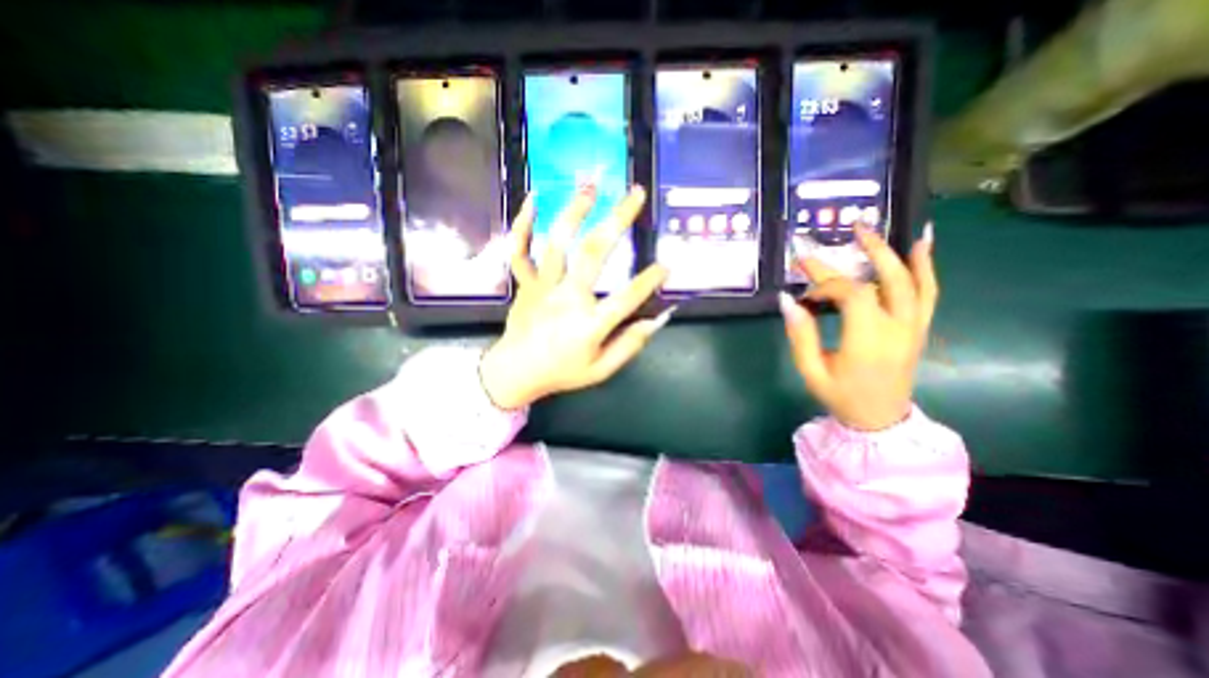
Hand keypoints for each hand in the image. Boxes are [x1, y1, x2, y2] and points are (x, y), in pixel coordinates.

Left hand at [480, 184, 669, 409]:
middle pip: (593, 254)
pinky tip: (534, 201)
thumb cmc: (562, 371)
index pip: (626, 299)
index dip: (649, 281)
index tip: (667, 265)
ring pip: (557, 243)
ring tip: (591, 185)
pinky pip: (519, 251)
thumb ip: (629, 345)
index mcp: (588, 325)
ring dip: (574, 211)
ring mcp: (542, 287)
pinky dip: (523, 224)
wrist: (515, 373)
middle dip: (617, 220)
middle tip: (634, 194)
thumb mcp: (601, 370)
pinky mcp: (525, 283)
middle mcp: (566, 299)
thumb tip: (657, 320)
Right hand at [780, 226, 938, 432]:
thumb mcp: (810, 370)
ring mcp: (914, 328)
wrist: (879, 421)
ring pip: (913, 282)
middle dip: (868, 251)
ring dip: (896, 252)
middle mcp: (897, 329)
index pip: (853, 294)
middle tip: (851, 230)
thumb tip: (787, 300)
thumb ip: (799, 334)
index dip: (827, 282)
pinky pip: (929, 294)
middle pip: (888, 279)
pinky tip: (922, 245)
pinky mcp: (919, 329)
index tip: (805, 283)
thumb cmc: (840, 396)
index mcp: (868, 341)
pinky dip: (926, 268)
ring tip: (879, 230)